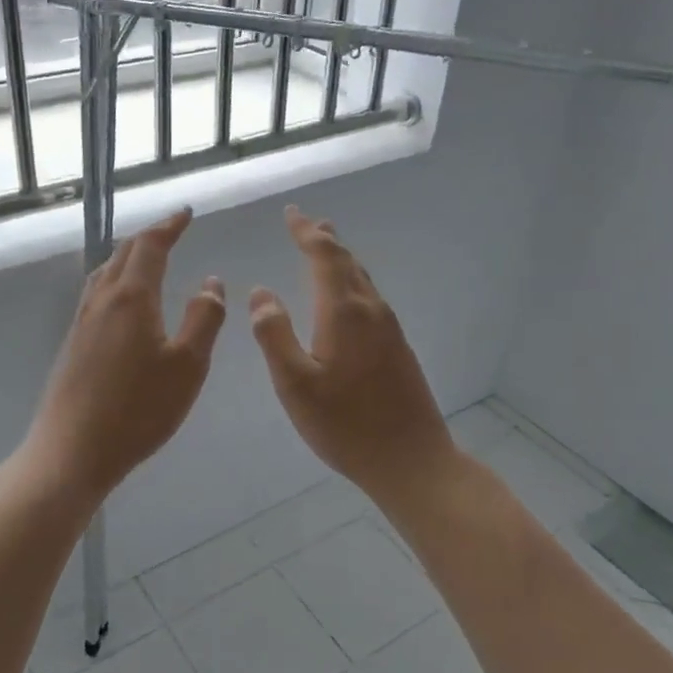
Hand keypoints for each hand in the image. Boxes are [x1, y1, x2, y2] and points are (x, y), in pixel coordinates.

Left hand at [21, 208, 225, 503]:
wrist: (72, 450)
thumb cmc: (138, 409)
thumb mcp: (187, 366)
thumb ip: (204, 319)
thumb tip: (211, 282)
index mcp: (131, 298)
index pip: (150, 246)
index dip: (169, 226)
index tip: (186, 213)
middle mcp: (102, 300)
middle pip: (124, 254)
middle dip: (150, 237)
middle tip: (172, 230)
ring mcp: (81, 322)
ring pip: (105, 273)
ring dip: (129, 257)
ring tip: (147, 258)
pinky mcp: (72, 344)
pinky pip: (96, 295)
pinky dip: (116, 280)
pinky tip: (122, 303)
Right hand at [250, 206, 458, 507]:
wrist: (411, 460)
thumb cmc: (345, 425)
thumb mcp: (295, 384)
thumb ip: (274, 335)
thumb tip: (261, 292)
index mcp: (344, 313)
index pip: (324, 257)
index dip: (306, 232)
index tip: (291, 213)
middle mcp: (371, 311)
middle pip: (347, 262)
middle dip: (324, 239)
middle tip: (306, 222)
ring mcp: (389, 329)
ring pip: (362, 279)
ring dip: (340, 259)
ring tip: (324, 247)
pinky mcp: (398, 348)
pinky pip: (370, 299)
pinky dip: (351, 282)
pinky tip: (346, 297)